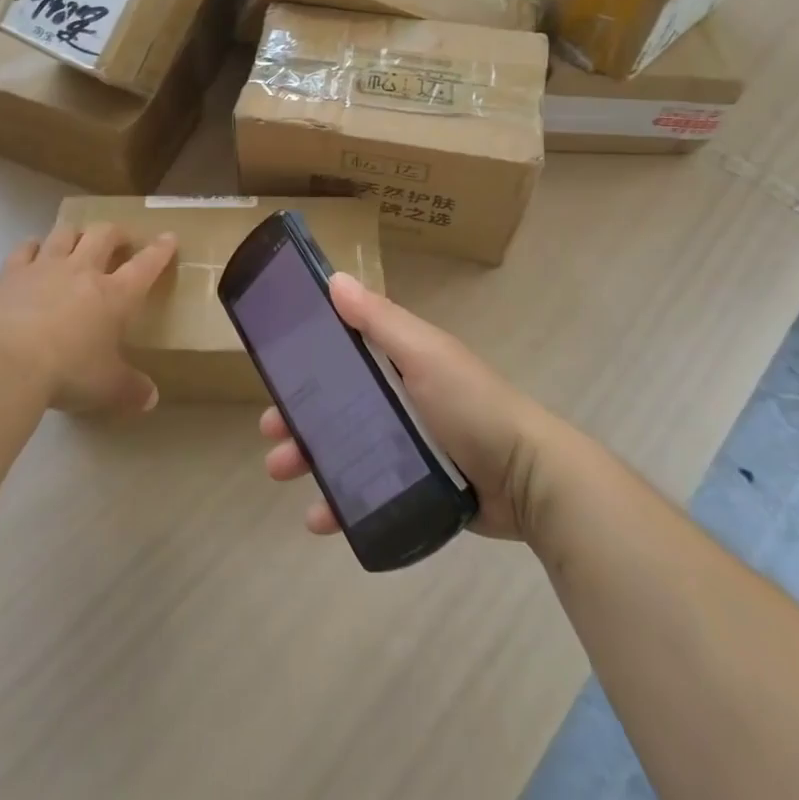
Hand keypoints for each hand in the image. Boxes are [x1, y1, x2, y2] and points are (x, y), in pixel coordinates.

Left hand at [0, 221, 176, 414]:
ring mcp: (45, 267)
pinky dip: (34, 246)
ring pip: (66, 233)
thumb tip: (151, 399)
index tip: (169, 238)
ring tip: (78, 241)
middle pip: (104, 235)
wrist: (6, 363)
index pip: (145, 265)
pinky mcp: (11, 272)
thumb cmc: (67, 372)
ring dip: (76, 234)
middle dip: (116, 233)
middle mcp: (83, 271)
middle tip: (120, 240)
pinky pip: (26, 247)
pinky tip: (34, 250)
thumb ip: (130, 389)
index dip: (160, 250)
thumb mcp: (106, 387)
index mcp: (115, 295)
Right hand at [259, 274, 556, 540]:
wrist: (528, 479)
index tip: (273, 370)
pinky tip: (319, 520)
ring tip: (281, 472)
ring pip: (343, 447)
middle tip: (270, 431)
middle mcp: (398, 397)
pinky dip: (339, 502)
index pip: (342, 351)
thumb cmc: (472, 404)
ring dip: (309, 458)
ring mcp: (405, 444)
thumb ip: (379, 320)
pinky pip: (365, 492)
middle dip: (298, 414)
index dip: (306, 359)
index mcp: (399, 360)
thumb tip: (334, 279)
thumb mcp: (424, 354)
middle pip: (335, 402)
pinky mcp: (412, 486)